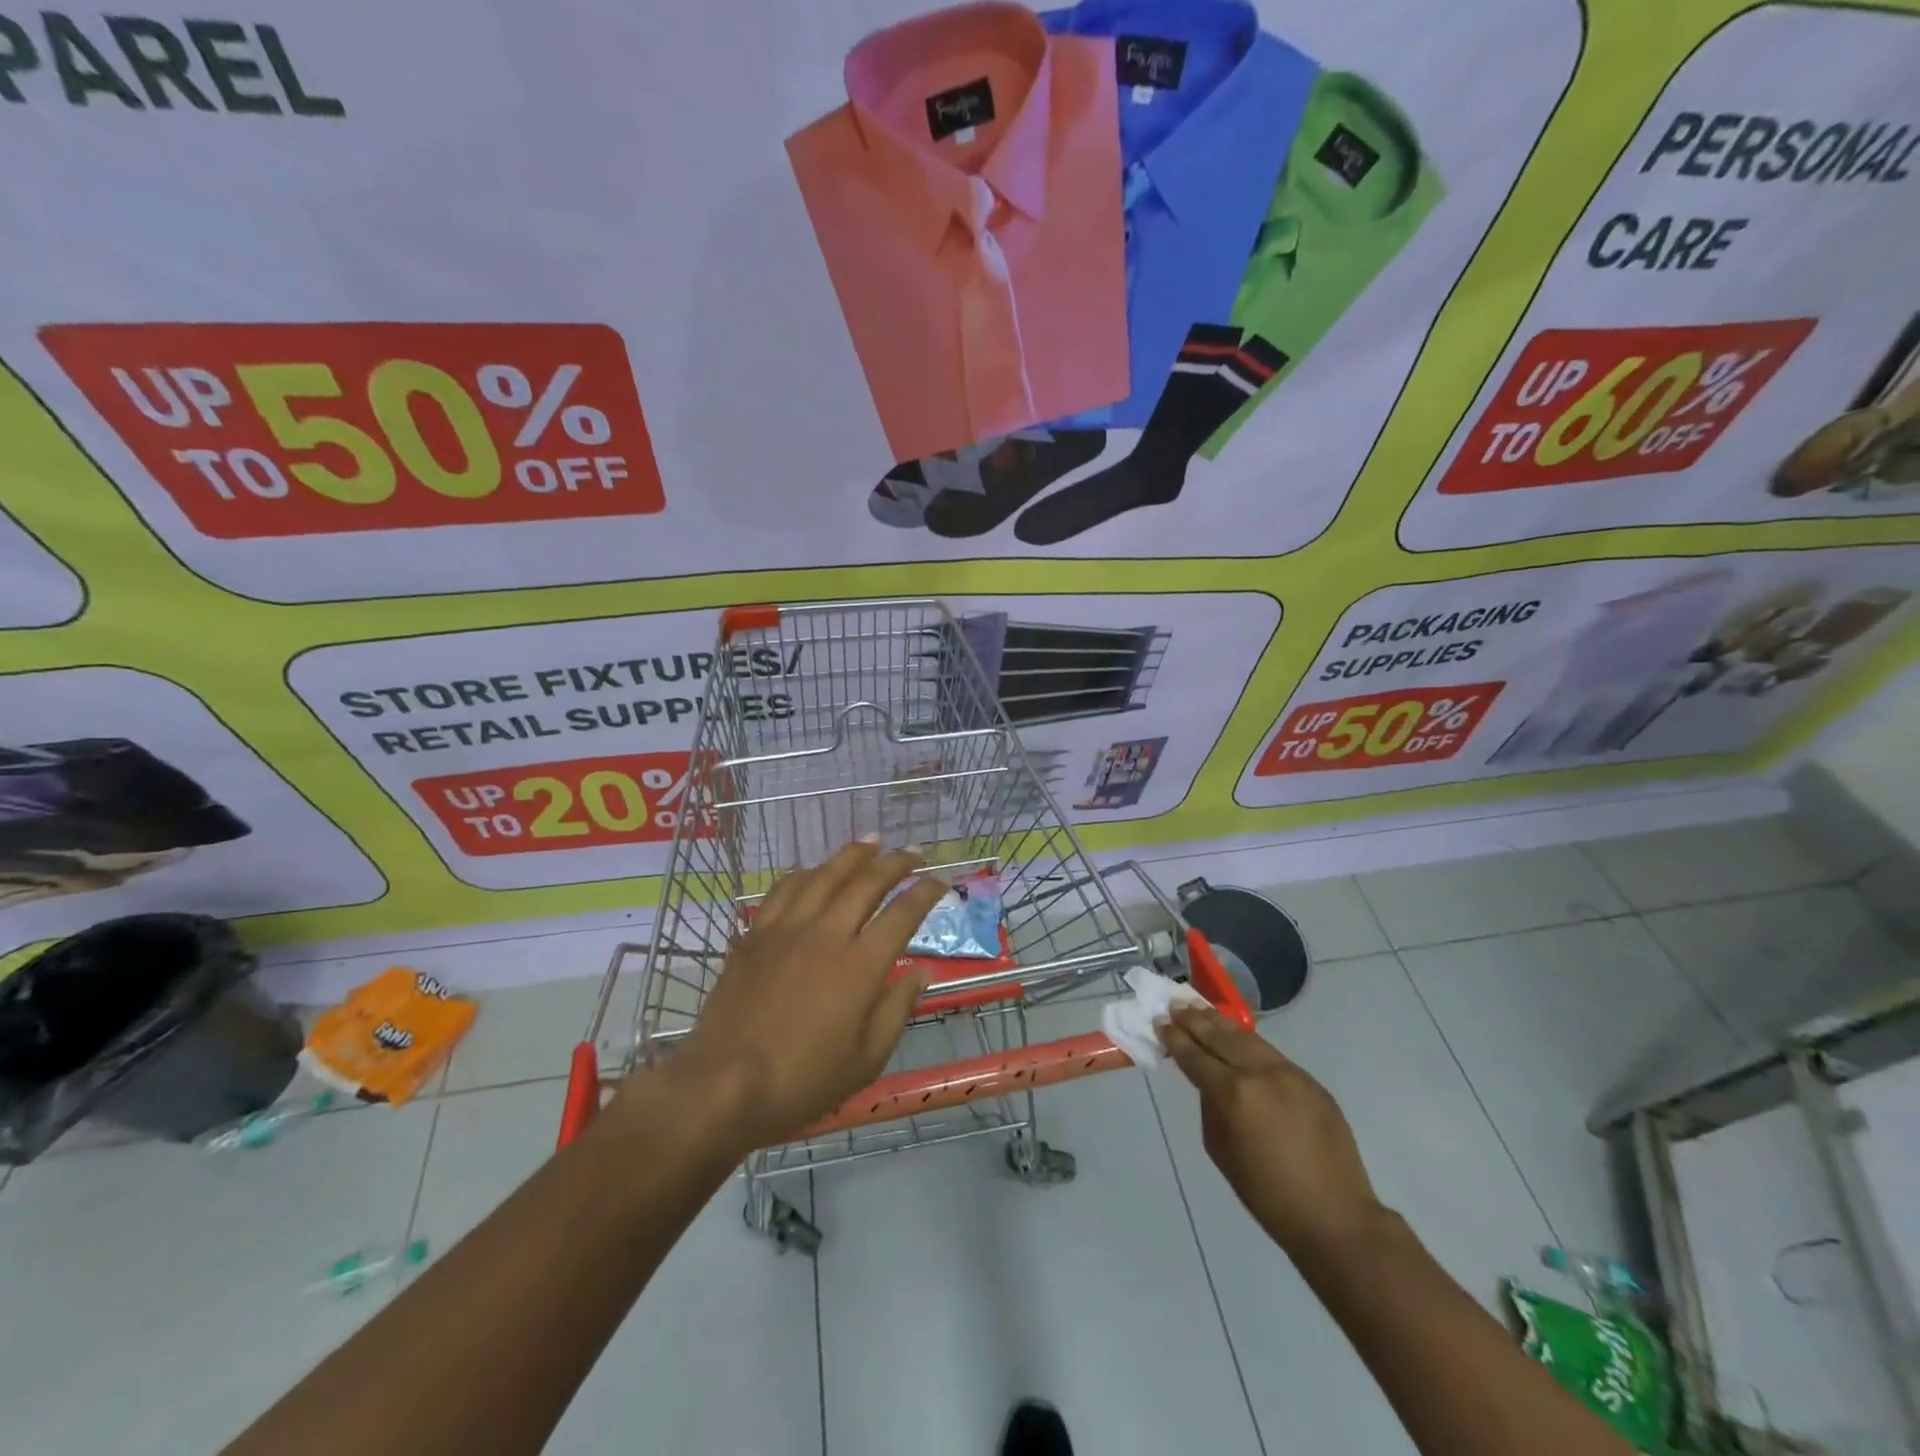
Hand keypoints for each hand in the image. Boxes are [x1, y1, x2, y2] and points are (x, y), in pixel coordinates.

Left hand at [637, 840, 947, 1152]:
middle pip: (866, 882)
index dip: (926, 893)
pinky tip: (814, 869)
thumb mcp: (866, 1060)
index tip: (940, 881)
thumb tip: (923, 972)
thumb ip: (897, 1009)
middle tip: (914, 852)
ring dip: (852, 854)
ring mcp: (787, 928)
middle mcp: (826, 933)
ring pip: (825, 874)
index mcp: (860, 966)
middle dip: (896, 862)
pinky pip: (784, 888)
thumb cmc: (802, 1081)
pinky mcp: (755, 934)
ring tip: (871, 841)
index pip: (902, 914)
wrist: (723, 1085)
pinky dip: (806, 872)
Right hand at [1160, 1005, 1383, 1260]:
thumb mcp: (1221, 1151)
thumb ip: (1210, 1107)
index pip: (1196, 1057)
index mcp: (1234, 1094)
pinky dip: (1249, 1042)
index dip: (1176, 1039)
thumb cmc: (1267, 1195)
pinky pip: (1272, 1054)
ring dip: (1221, 1022)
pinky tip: (1237, 1036)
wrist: (1335, 1217)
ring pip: (1248, 1038)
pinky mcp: (1311, 1081)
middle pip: (1221, 1037)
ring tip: (1200, 1007)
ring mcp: (1290, 1073)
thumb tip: (1209, 1083)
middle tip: (1174, 1005)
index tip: (1160, 1023)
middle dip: (1195, 1021)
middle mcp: (1261, 1073)